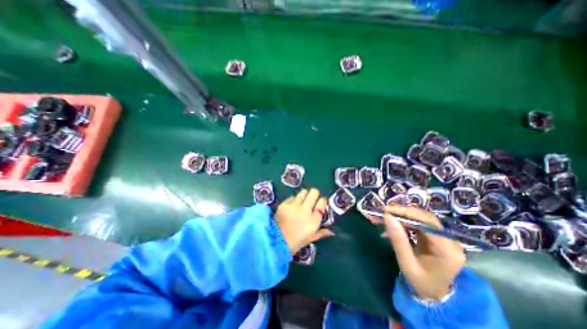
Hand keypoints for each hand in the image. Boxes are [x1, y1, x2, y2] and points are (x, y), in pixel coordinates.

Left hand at [273, 188, 332, 253]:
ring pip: (303, 191)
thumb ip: (321, 232)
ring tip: (302, 200)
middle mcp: (306, 209)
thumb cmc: (296, 242)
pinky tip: (292, 206)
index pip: (322, 202)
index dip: (322, 200)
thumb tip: (331, 231)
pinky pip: (293, 197)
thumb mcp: (311, 238)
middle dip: (314, 194)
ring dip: (304, 195)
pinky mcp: (285, 203)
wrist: (277, 241)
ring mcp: (295, 205)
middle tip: (312, 199)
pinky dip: (294, 200)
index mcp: (314, 219)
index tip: (320, 203)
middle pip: (314, 192)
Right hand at [381, 206, 468, 299]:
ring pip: (419, 217)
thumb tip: (387, 216)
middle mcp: (449, 240)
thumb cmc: (421, 283)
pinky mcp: (434, 235)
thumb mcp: (406, 264)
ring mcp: (443, 236)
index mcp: (447, 250)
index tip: (385, 210)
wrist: (434, 294)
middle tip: (381, 212)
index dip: (406, 213)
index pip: (427, 223)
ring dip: (399, 215)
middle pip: (423, 217)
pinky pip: (417, 222)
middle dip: (400, 213)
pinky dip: (401, 221)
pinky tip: (390, 224)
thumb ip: (398, 240)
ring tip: (381, 217)